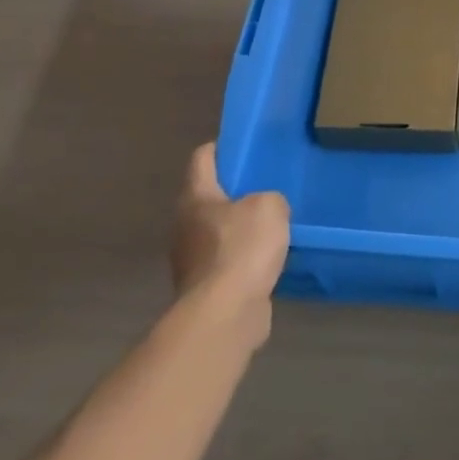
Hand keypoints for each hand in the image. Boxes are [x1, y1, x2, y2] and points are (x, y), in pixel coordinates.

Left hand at [172, 144, 289, 337]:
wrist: (226, 313)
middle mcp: (185, 225)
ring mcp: (191, 259)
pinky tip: (269, 258)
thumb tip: (266, 209)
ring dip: (240, 227)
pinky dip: (245, 257)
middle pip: (208, 196)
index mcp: (195, 197)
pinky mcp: (205, 287)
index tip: (245, 146)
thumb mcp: (269, 206)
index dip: (222, 148)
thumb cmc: (242, 248)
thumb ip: (270, 198)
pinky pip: (227, 261)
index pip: (202, 159)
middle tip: (268, 185)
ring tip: (274, 223)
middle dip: (235, 190)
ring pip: (218, 231)